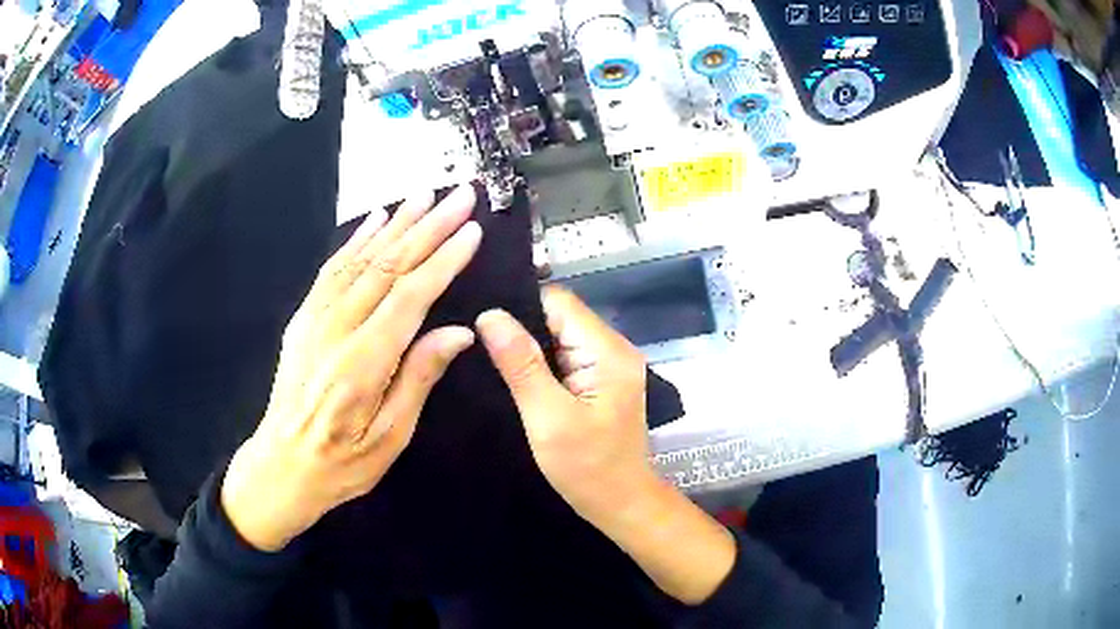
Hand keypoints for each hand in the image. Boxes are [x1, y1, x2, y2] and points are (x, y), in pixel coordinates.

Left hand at [221, 186, 481, 551]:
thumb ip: (420, 378)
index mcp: (362, 362)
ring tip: (425, 196)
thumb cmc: (342, 462)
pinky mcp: (303, 317)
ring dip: (396, 223)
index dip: (443, 260)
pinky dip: (357, 240)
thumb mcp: (390, 437)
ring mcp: (315, 318)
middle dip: (428, 226)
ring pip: (361, 258)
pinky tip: (375, 220)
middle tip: (460, 196)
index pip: (410, 296)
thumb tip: (459, 333)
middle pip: (388, 265)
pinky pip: (332, 269)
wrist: (282, 464)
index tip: (472, 231)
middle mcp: (336, 329)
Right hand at [476, 288, 651, 522]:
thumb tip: (490, 315)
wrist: (622, 503)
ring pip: (560, 336)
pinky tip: (516, 376)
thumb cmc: (588, 468)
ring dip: (529, 347)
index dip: (519, 306)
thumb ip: (521, 364)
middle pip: (560, 316)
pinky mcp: (602, 381)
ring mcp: (610, 365)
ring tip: (490, 358)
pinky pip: (566, 357)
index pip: (558, 302)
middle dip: (521, 326)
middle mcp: (614, 348)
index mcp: (607, 351)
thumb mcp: (548, 418)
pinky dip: (541, 363)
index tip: (481, 322)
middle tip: (478, 343)